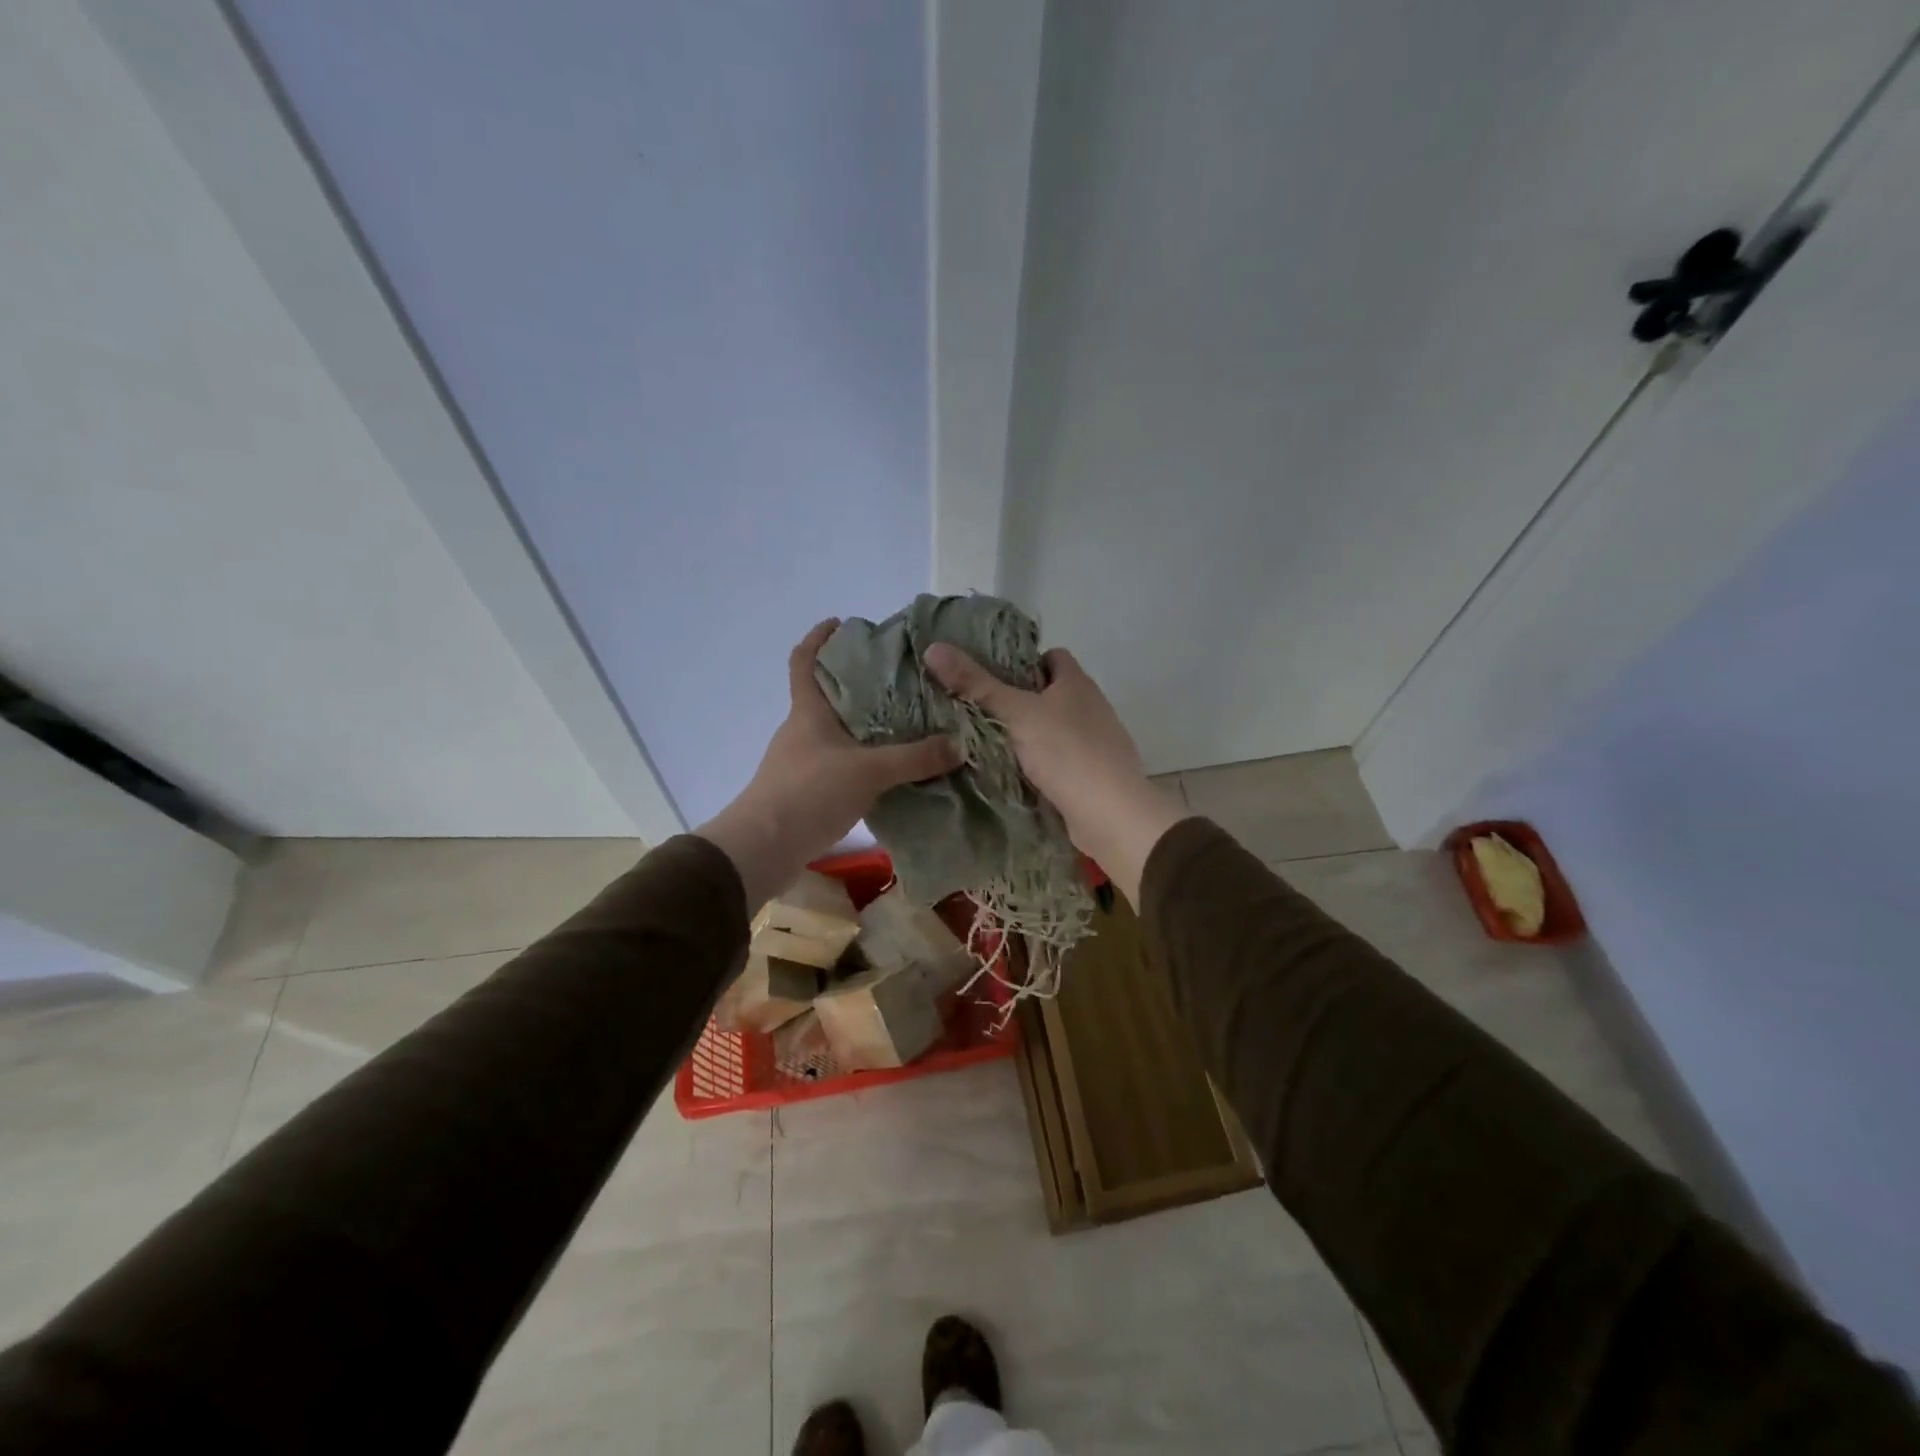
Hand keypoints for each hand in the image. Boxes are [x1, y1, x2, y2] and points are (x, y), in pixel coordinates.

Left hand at [698, 620, 962, 908]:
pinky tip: (892, 771)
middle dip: (859, 685)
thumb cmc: (808, 793)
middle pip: (827, 696)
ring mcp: (802, 763)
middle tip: (900, 679)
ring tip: (906, 723)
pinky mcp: (807, 792)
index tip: (840, 623)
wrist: (763, 849)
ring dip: (865, 727)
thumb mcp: (868, 770)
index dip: (819, 639)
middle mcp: (802, 731)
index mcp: (808, 712)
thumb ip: (914, 758)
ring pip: (837, 733)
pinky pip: (842, 765)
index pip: (804, 661)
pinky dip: (864, 761)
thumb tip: (960, 746)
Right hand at [922, 643, 1187, 904]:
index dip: (1024, 661)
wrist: (1111, 814)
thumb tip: (934, 647)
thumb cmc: (1065, 752)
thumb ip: (975, 684)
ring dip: (1030, 734)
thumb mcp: (1015, 714)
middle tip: (980, 710)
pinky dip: (1041, 763)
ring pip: (1056, 728)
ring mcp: (1096, 742)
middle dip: (1021, 700)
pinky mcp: (1093, 774)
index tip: (992, 676)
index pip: (1052, 656)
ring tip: (989, 742)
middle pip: (1052, 693)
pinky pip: (1061, 759)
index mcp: (1077, 683)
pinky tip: (1016, 774)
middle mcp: (1092, 706)